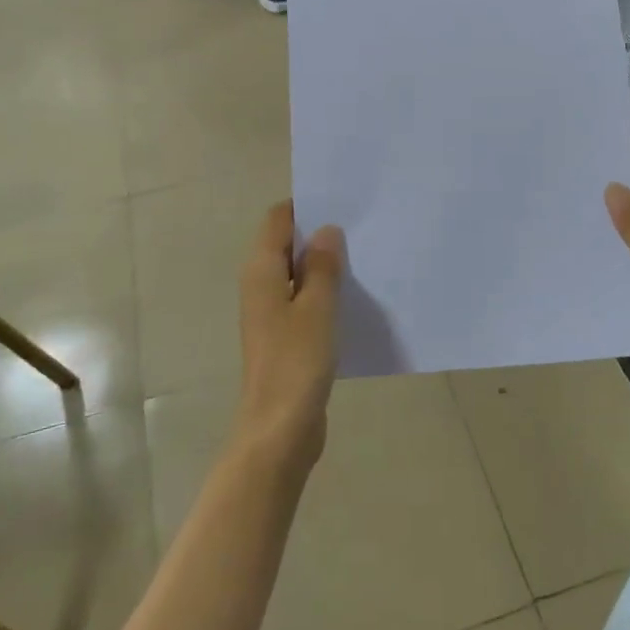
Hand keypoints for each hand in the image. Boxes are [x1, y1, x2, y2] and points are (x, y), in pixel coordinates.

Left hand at [237, 201, 343, 468]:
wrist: (279, 430)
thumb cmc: (296, 363)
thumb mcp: (316, 308)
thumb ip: (321, 267)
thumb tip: (326, 230)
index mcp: (261, 272)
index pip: (278, 220)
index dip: (306, 205)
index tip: (343, 199)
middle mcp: (262, 287)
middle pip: (287, 244)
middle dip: (320, 232)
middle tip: (364, 223)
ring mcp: (273, 314)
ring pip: (299, 274)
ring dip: (326, 264)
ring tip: (368, 252)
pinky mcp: (287, 337)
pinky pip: (307, 300)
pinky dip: (327, 291)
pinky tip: (358, 294)